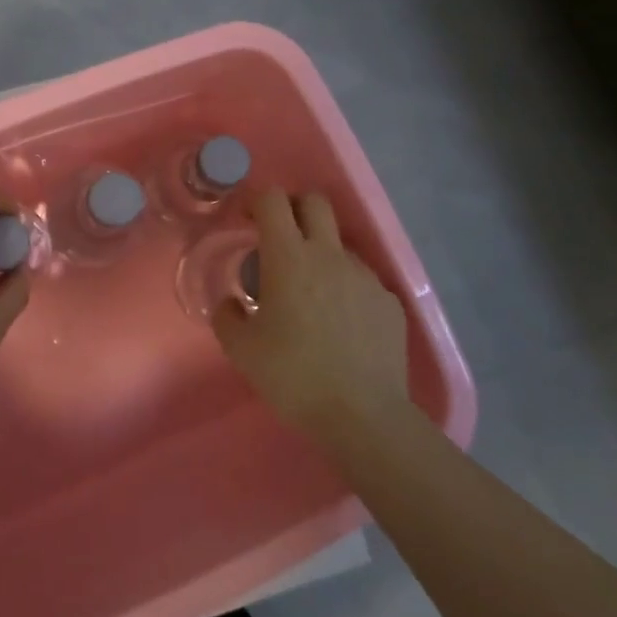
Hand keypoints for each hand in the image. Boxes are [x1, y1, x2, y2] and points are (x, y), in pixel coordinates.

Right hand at [213, 189, 410, 438]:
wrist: (363, 415)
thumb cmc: (294, 376)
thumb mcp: (241, 350)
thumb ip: (228, 316)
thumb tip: (232, 304)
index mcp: (289, 257)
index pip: (273, 200)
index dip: (257, 201)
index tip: (247, 221)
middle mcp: (329, 255)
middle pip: (315, 202)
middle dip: (294, 208)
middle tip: (279, 239)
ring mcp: (365, 276)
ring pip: (339, 243)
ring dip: (320, 253)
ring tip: (310, 294)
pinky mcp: (389, 301)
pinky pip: (361, 279)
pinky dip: (345, 287)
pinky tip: (340, 323)